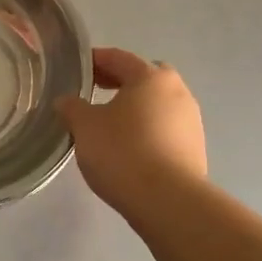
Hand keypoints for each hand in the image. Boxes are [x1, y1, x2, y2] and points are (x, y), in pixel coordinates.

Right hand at [55, 47, 206, 213]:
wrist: (169, 202)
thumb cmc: (123, 152)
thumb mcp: (84, 126)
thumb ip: (72, 108)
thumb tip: (66, 101)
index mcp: (151, 77)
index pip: (119, 58)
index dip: (95, 60)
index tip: (77, 67)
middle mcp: (177, 92)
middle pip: (144, 78)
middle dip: (120, 81)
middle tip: (95, 90)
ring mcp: (191, 121)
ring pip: (157, 104)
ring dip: (136, 108)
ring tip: (110, 123)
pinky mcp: (195, 149)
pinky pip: (165, 128)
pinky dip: (147, 130)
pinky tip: (130, 147)